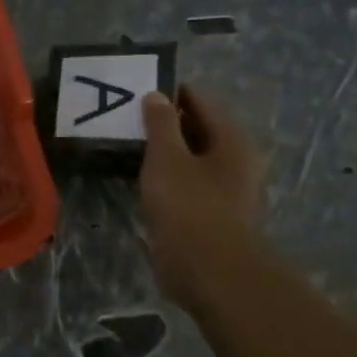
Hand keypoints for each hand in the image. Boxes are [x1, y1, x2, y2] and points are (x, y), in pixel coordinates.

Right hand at [139, 85, 265, 312]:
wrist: (207, 268)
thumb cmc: (189, 204)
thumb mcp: (167, 156)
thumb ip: (160, 123)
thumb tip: (156, 95)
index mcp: (231, 140)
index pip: (199, 101)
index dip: (169, 92)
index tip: (136, 88)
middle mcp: (233, 160)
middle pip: (195, 129)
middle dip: (162, 121)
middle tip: (123, 115)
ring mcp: (221, 188)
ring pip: (186, 157)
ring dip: (160, 150)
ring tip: (123, 142)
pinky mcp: (206, 212)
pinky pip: (181, 182)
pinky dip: (161, 175)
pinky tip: (135, 175)